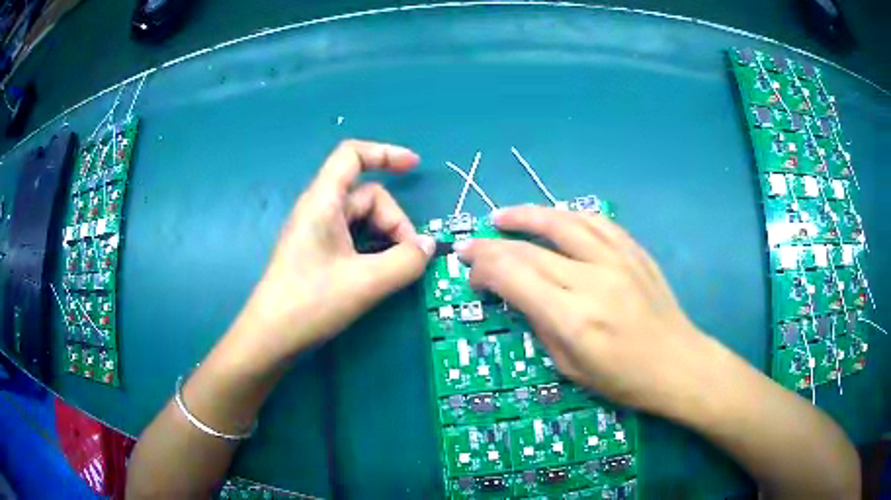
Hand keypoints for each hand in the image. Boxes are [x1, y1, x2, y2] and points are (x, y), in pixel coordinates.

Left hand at [233, 140, 435, 358]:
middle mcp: (319, 210)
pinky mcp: (317, 253)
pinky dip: (373, 250)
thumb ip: (405, 261)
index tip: (414, 166)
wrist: (270, 338)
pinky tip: (379, 274)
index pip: (352, 156)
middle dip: (394, 221)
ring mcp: (317, 233)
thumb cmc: (310, 303)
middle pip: (367, 196)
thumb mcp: (365, 283)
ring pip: (362, 220)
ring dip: (386, 238)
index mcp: (323, 202)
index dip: (385, 153)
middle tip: (409, 258)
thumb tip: (428, 247)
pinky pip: (353, 239)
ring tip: (396, 269)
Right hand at [455, 206, 714, 416]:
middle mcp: (592, 280)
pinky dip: (568, 215)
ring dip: (526, 215)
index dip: (484, 269)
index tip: (470, 273)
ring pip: (562, 222)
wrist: (678, 363)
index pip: (513, 277)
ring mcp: (617, 259)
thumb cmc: (623, 378)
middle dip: (492, 245)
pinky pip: (596, 221)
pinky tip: (554, 216)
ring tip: (502, 216)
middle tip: (471, 245)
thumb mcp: (569, 367)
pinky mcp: (634, 251)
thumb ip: (540, 325)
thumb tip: (518, 295)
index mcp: (572, 318)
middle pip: (530, 249)